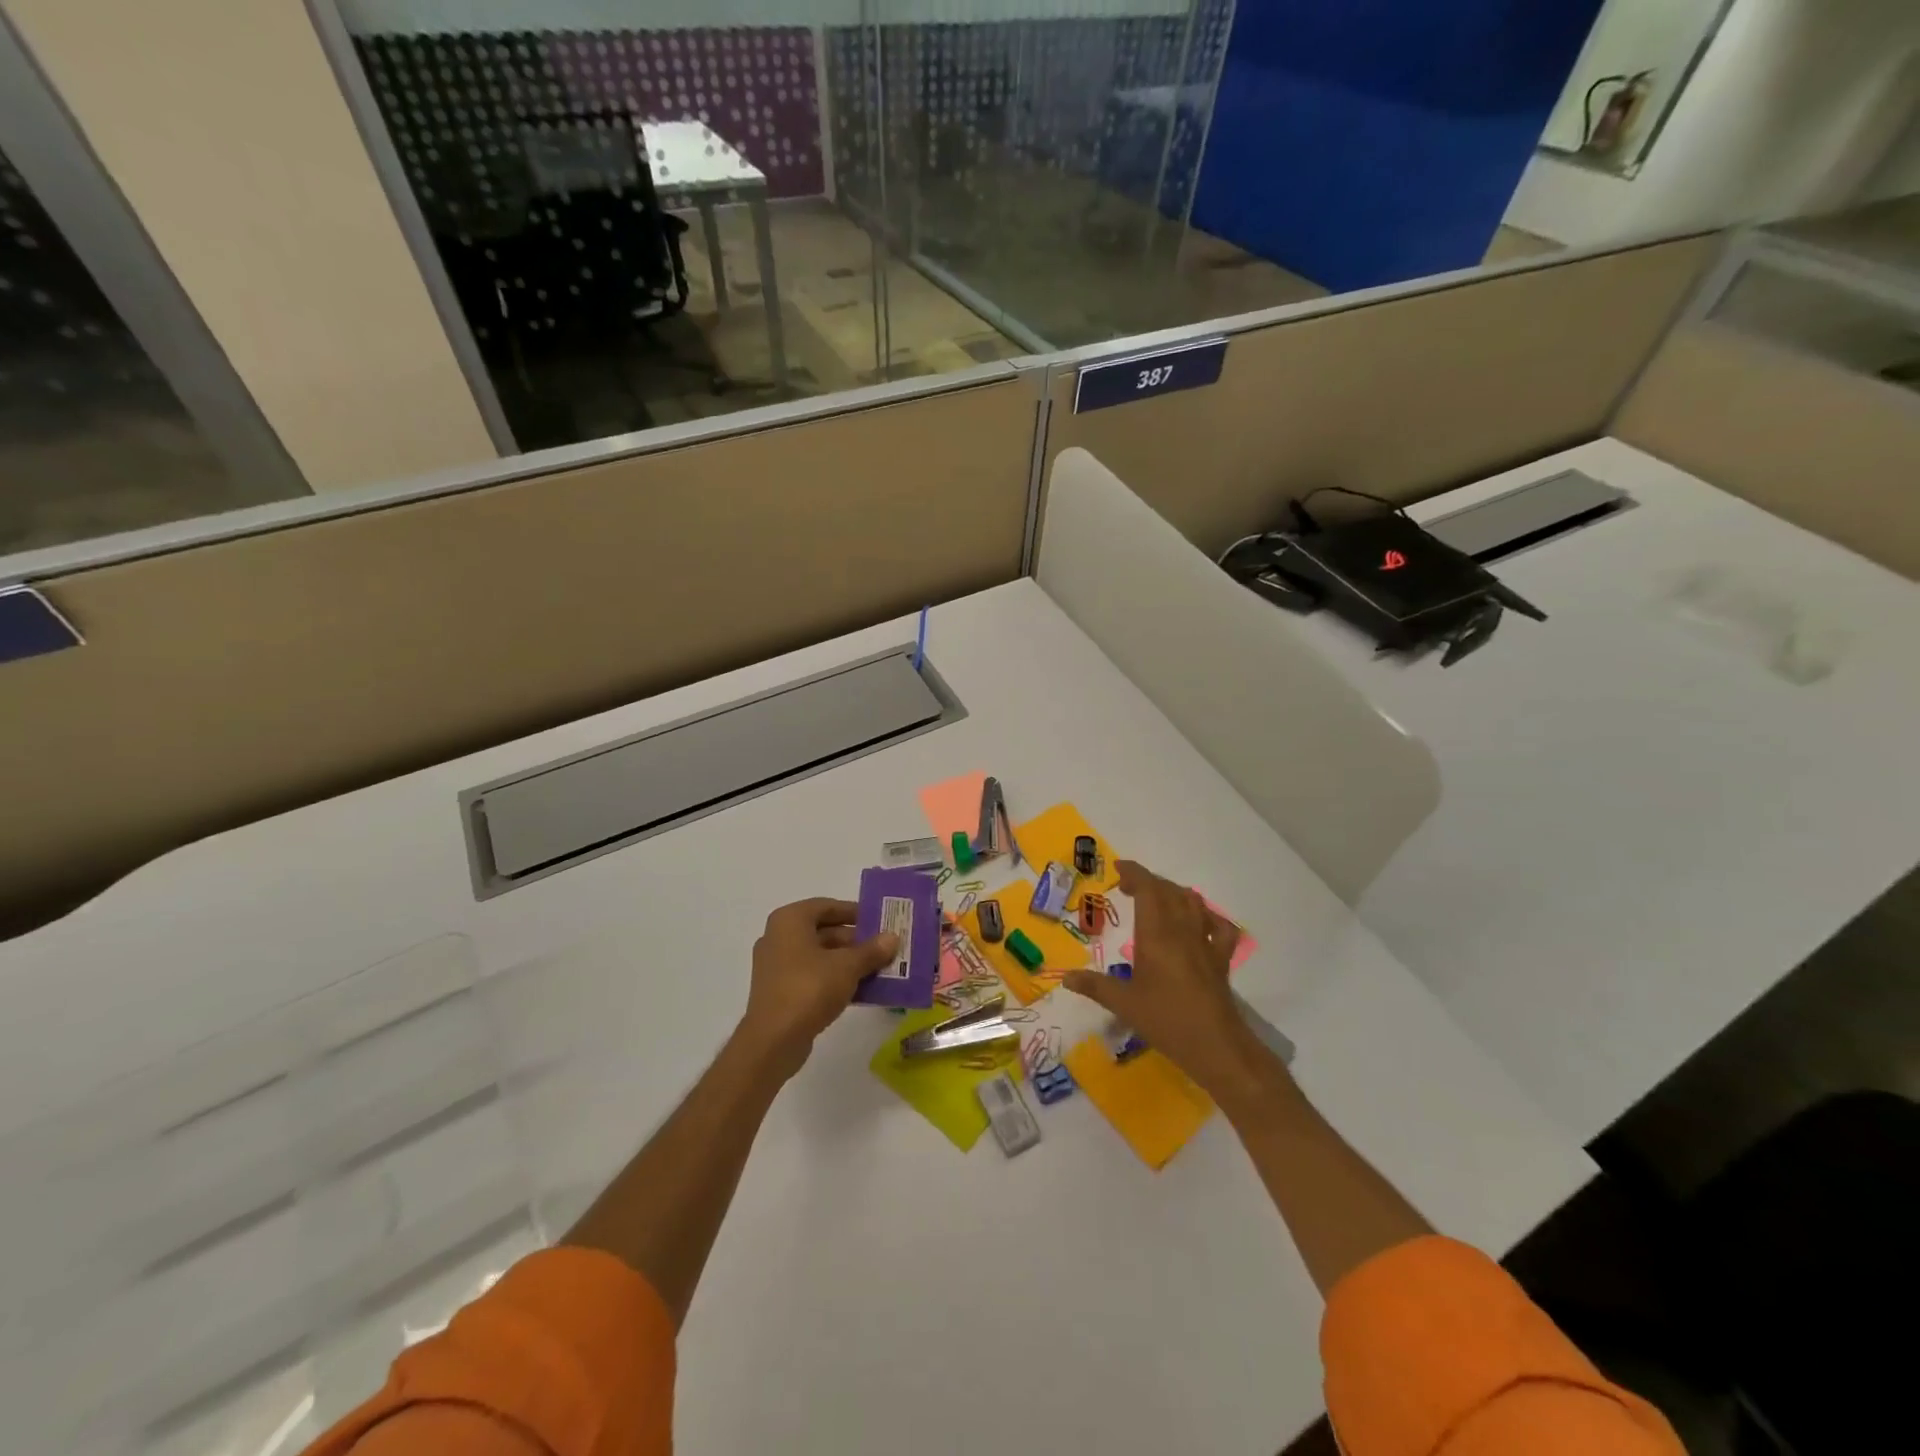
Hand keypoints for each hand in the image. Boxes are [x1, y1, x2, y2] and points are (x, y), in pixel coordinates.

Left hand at [738, 898, 897, 1078]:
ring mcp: (776, 966)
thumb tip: (892, 937)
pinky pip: (812, 976)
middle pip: (823, 931)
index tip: (878, 920)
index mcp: (790, 920)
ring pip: (819, 956)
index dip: (854, 912)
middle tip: (883, 948)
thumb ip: (871, 950)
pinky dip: (834, 979)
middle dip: (855, 940)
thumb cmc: (809, 988)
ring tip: (878, 969)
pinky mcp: (779, 991)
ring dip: (847, 961)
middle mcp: (778, 937)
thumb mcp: (847, 966)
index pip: (827, 906)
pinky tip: (860, 990)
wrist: (773, 1041)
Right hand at [1064, 860, 1260, 1095]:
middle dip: (1148, 882)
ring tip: (1157, 900)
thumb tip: (1065, 977)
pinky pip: (1219, 926)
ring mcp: (1206, 942)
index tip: (1118, 869)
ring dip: (1173, 893)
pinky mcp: (1221, 958)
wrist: (1216, 1046)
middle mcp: (1182, 930)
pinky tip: (1198, 922)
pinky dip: (1207, 916)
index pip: (1148, 889)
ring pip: (1193, 902)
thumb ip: (1094, 986)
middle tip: (1127, 887)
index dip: (1134, 873)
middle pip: (1168, 891)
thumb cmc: (1166, 1020)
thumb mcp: (1123, 1004)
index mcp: (1156, 934)